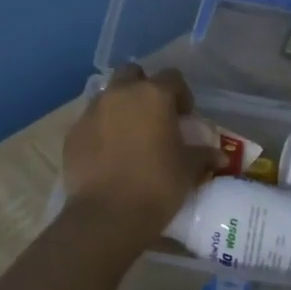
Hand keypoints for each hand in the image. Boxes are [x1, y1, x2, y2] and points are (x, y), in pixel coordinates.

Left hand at [62, 65, 218, 244]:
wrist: (107, 215)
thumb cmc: (157, 185)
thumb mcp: (187, 170)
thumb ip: (202, 155)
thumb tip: (218, 156)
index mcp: (153, 95)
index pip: (172, 78)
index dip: (181, 94)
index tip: (185, 116)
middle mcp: (120, 94)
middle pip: (132, 74)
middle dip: (143, 88)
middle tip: (154, 115)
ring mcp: (92, 112)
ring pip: (108, 96)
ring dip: (120, 108)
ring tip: (129, 136)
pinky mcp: (72, 134)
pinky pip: (90, 122)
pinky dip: (101, 130)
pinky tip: (108, 155)